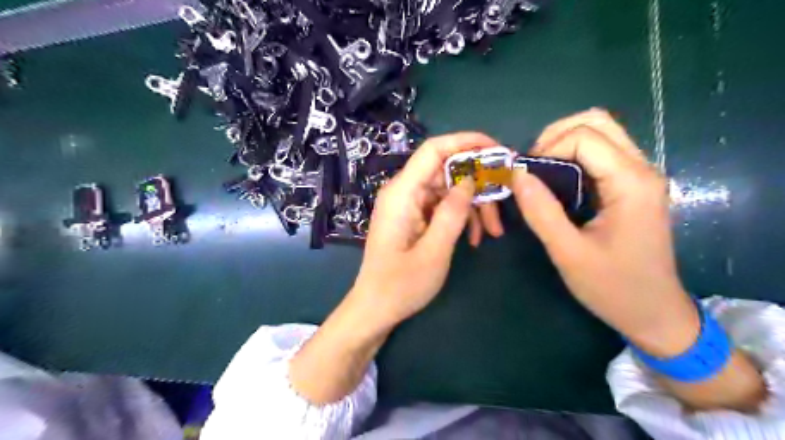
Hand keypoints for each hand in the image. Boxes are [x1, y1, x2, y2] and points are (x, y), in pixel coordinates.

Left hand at [350, 132, 494, 328]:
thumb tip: (469, 180)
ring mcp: (408, 204)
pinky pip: (441, 206)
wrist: (375, 308)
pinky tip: (473, 238)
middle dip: (477, 185)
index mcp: (402, 193)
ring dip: (472, 206)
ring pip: (448, 190)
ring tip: (491, 233)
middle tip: (502, 206)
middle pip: (445, 170)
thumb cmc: (401, 285)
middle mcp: (403, 191)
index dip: (466, 141)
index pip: (434, 149)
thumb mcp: (434, 251)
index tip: (497, 150)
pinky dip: (460, 217)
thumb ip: (453, 212)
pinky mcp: (412, 217)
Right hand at [517, 109, 698, 356]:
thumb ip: (541, 211)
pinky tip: (558, 181)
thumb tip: (516, 173)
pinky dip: (574, 156)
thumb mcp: (568, 252)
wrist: (654, 313)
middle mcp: (641, 169)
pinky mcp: (633, 186)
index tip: (526, 178)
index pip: (585, 137)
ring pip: (601, 133)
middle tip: (533, 166)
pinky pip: (602, 153)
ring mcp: (640, 176)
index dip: (547, 149)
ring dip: (564, 143)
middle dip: (556, 135)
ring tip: (541, 172)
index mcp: (630, 183)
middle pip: (597, 121)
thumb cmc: (612, 287)